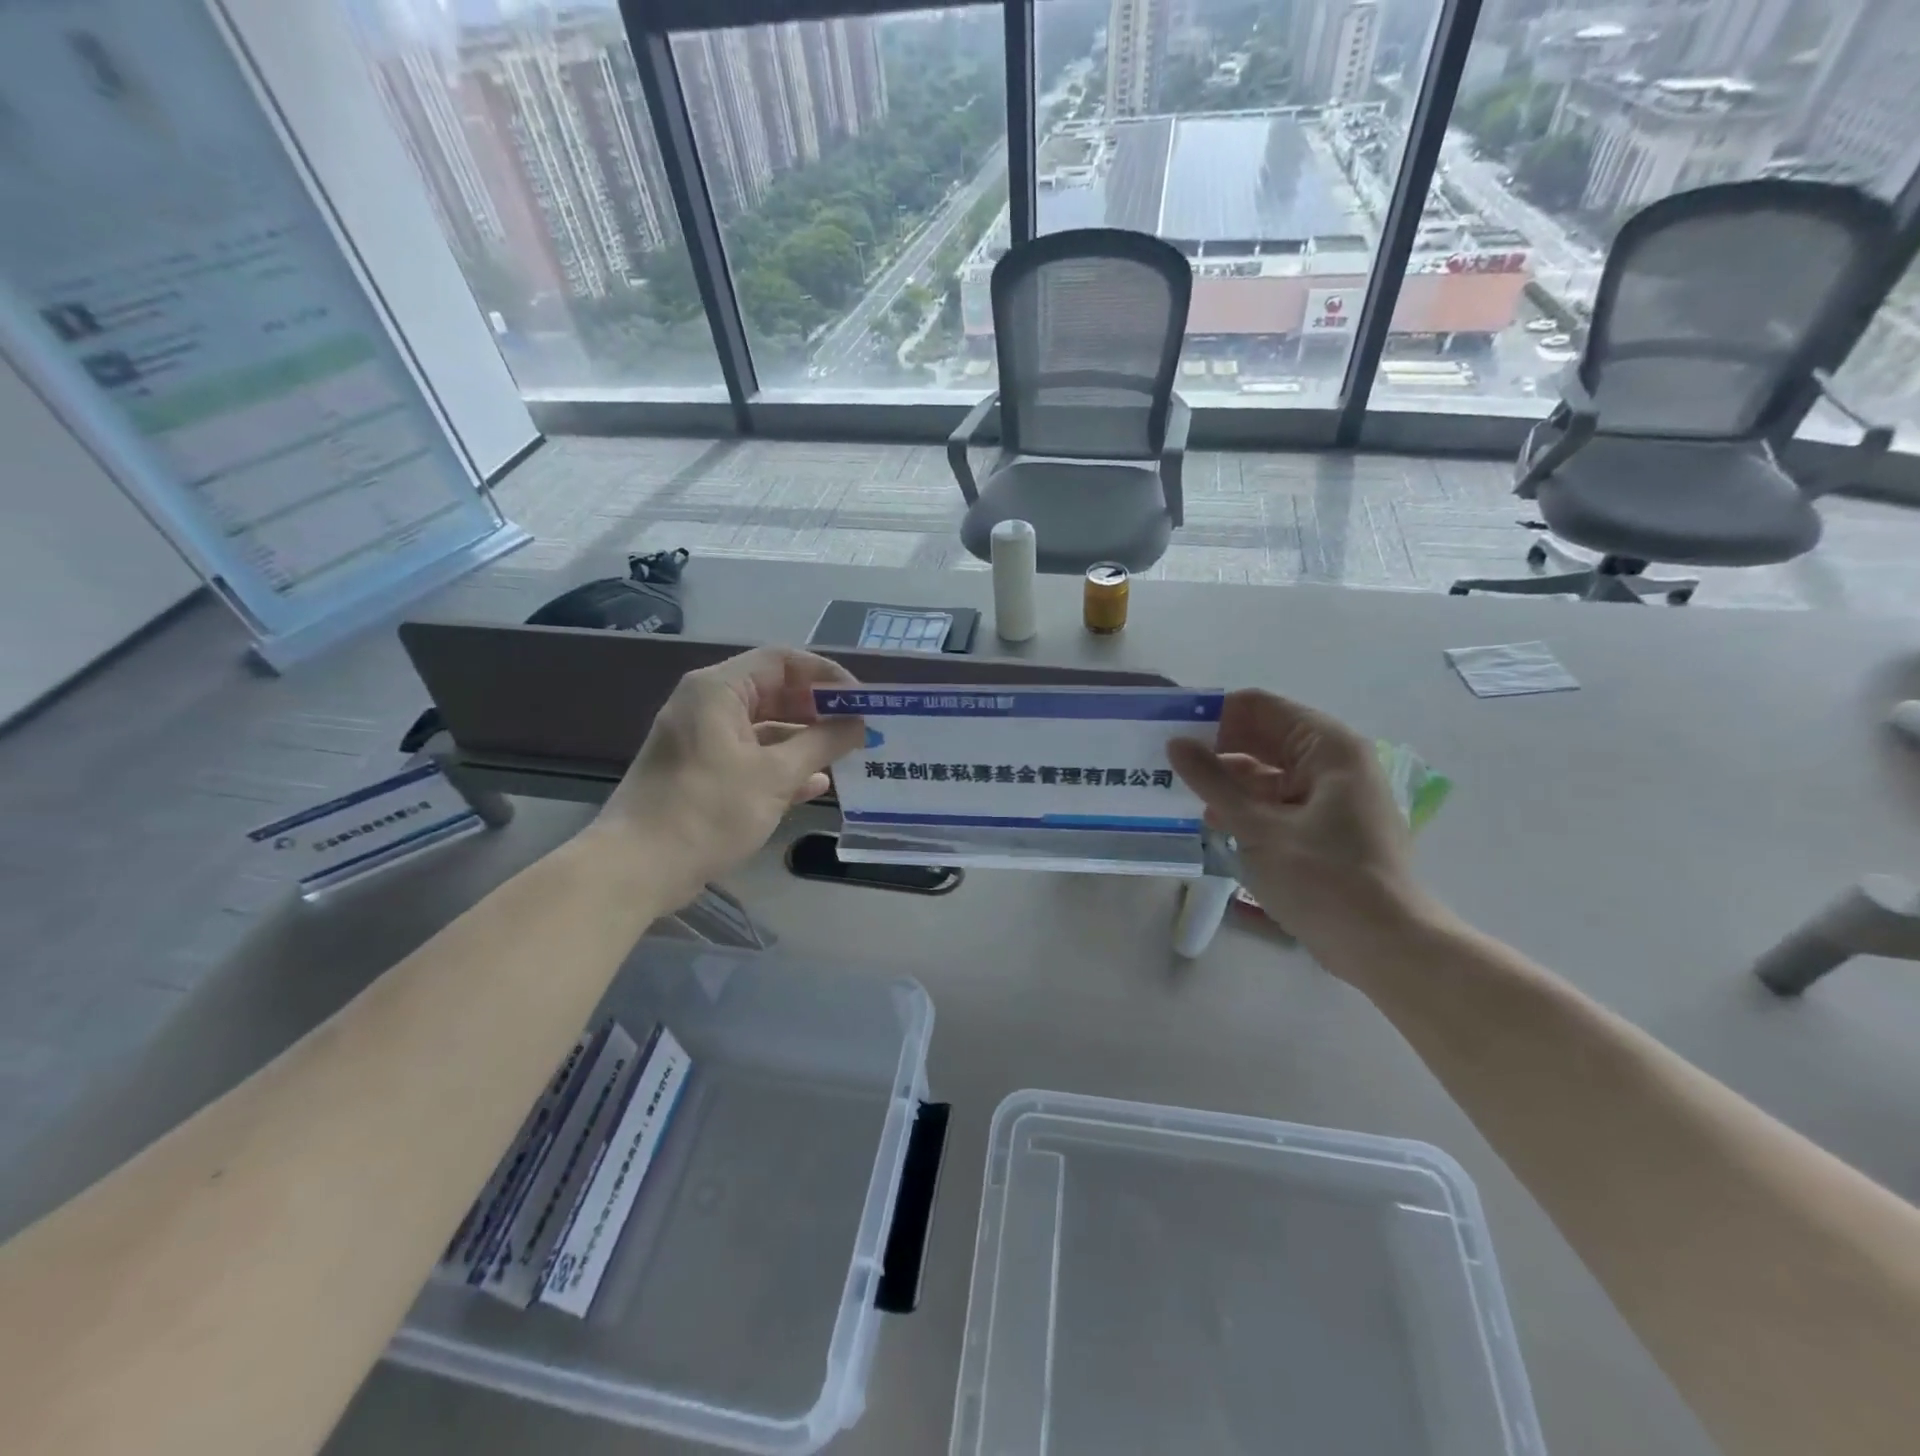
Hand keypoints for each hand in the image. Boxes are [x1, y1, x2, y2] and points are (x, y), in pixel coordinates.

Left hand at [591, 647, 865, 904]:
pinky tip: (816, 785)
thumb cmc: (708, 810)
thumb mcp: (774, 775)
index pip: (783, 661)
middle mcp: (708, 705)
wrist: (637, 867)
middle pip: (775, 692)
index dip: (826, 676)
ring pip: (765, 727)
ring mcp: (703, 739)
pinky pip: (751, 755)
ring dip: (805, 740)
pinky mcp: (703, 772)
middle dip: (819, 710)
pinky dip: (782, 765)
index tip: (862, 700)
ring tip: (848, 755)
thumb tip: (859, 724)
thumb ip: (822, 744)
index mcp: (718, 690)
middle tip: (860, 728)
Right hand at [1168, 690, 1432, 957]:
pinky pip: (1278, 799)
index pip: (1258, 707)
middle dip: (1216, 748)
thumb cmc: (1323, 879)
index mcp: (1327, 747)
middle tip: (1165, 763)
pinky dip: (1246, 805)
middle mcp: (1333, 761)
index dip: (1213, 715)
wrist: (1385, 947)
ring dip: (1227, 780)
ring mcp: (1331, 795)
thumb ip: (1214, 781)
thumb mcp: (1258, 827)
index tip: (1170, 733)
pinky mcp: (1326, 825)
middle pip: (1263, 736)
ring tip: (1178, 793)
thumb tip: (1176, 744)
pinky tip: (1211, 821)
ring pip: (1267, 770)